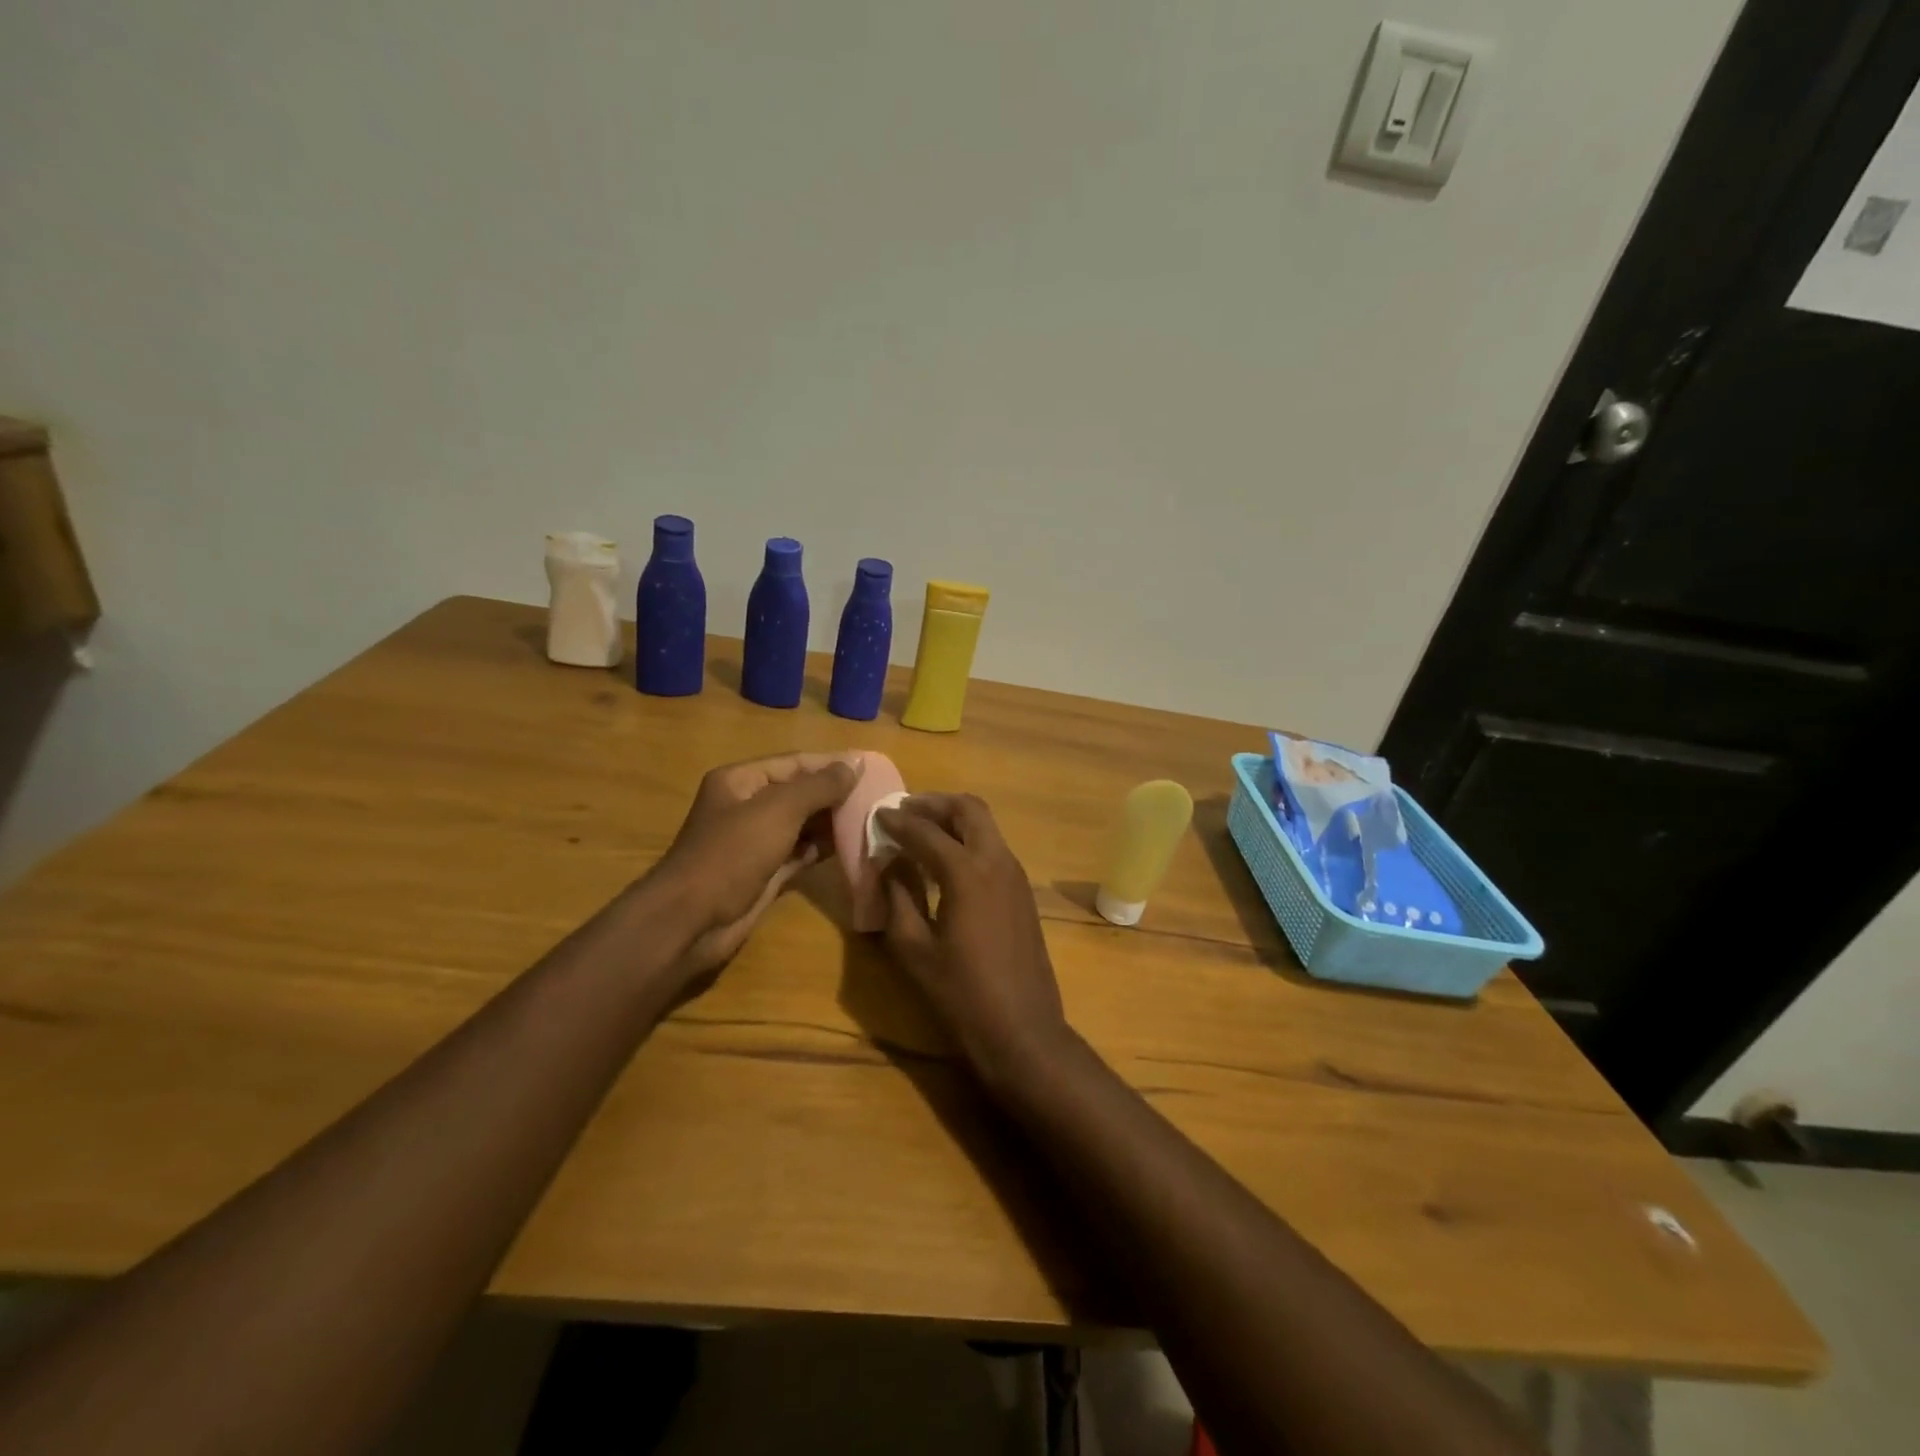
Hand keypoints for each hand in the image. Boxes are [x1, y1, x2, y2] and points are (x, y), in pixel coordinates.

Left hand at [655, 753, 860, 986]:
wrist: (692, 920)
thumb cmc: (732, 853)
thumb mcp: (778, 810)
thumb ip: (819, 786)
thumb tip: (855, 763)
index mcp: (742, 780)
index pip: (795, 762)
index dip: (832, 764)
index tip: (871, 768)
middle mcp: (748, 806)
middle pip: (800, 792)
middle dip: (836, 794)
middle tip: (879, 796)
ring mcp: (756, 841)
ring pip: (803, 824)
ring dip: (833, 822)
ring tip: (873, 819)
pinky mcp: (766, 872)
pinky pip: (802, 852)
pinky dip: (824, 848)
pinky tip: (853, 846)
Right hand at [875, 793, 1071, 1088]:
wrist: (1023, 1029)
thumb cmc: (961, 994)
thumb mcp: (915, 949)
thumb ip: (898, 897)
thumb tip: (888, 863)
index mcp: (967, 872)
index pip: (926, 831)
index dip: (898, 822)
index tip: (877, 816)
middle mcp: (997, 861)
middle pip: (968, 809)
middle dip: (934, 804)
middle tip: (904, 811)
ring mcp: (1015, 875)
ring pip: (986, 825)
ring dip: (954, 818)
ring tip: (921, 829)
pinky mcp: (1023, 891)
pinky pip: (994, 846)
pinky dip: (969, 838)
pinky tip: (947, 859)